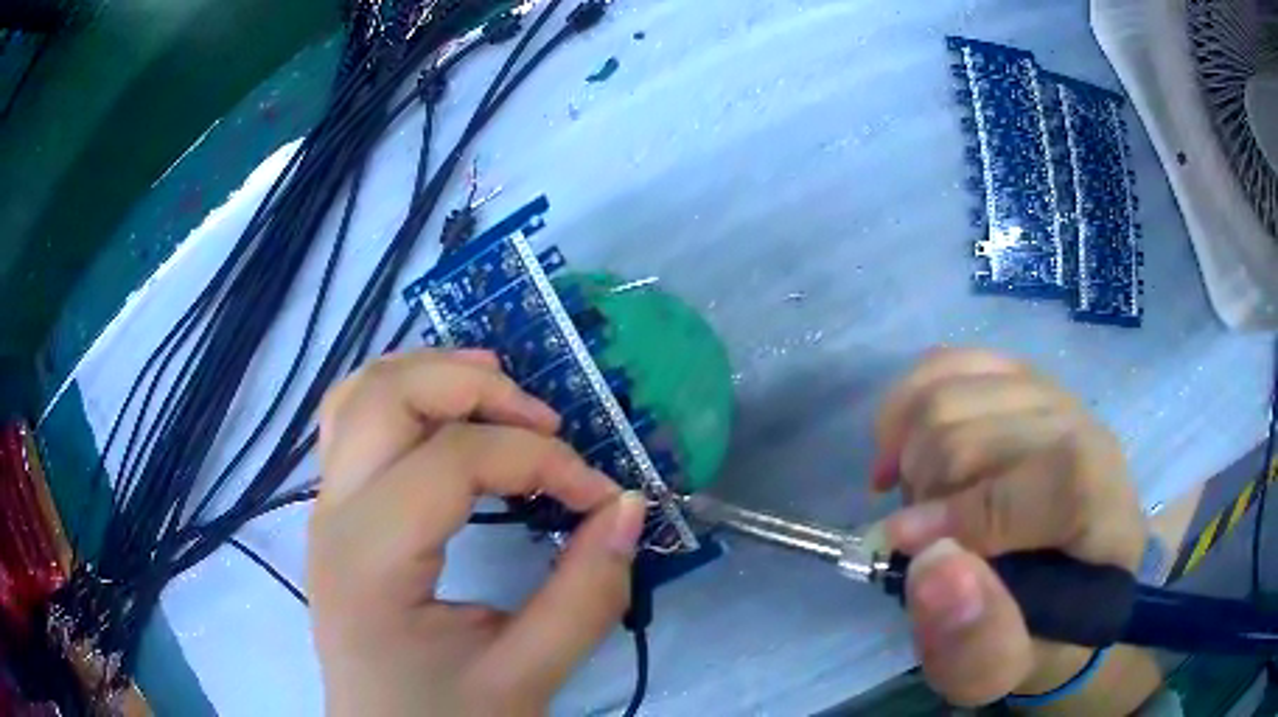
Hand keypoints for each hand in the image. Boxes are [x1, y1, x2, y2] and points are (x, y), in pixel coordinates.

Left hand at [309, 350, 646, 716]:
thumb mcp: (526, 677)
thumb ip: (585, 596)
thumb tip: (628, 507)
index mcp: (370, 559)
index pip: (454, 460)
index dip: (541, 461)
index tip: (599, 495)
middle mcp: (333, 516)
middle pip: (390, 396)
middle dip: (477, 389)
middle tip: (547, 422)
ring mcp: (325, 509)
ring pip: (360, 393)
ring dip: (433, 375)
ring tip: (500, 389)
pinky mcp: (336, 515)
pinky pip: (353, 421)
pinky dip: (404, 396)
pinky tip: (447, 414)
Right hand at [873, 349, 1145, 706]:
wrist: (1065, 576)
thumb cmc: (1038, 628)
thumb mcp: (1006, 668)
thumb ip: (977, 644)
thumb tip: (931, 566)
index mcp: (1102, 503)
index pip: (1050, 477)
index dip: (970, 512)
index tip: (902, 547)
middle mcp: (1084, 429)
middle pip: (977, 429)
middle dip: (924, 491)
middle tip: (921, 537)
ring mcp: (1047, 392)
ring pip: (947, 392)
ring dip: (910, 456)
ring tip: (919, 501)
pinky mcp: (1014, 375)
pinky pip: (943, 363)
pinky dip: (904, 407)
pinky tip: (903, 451)